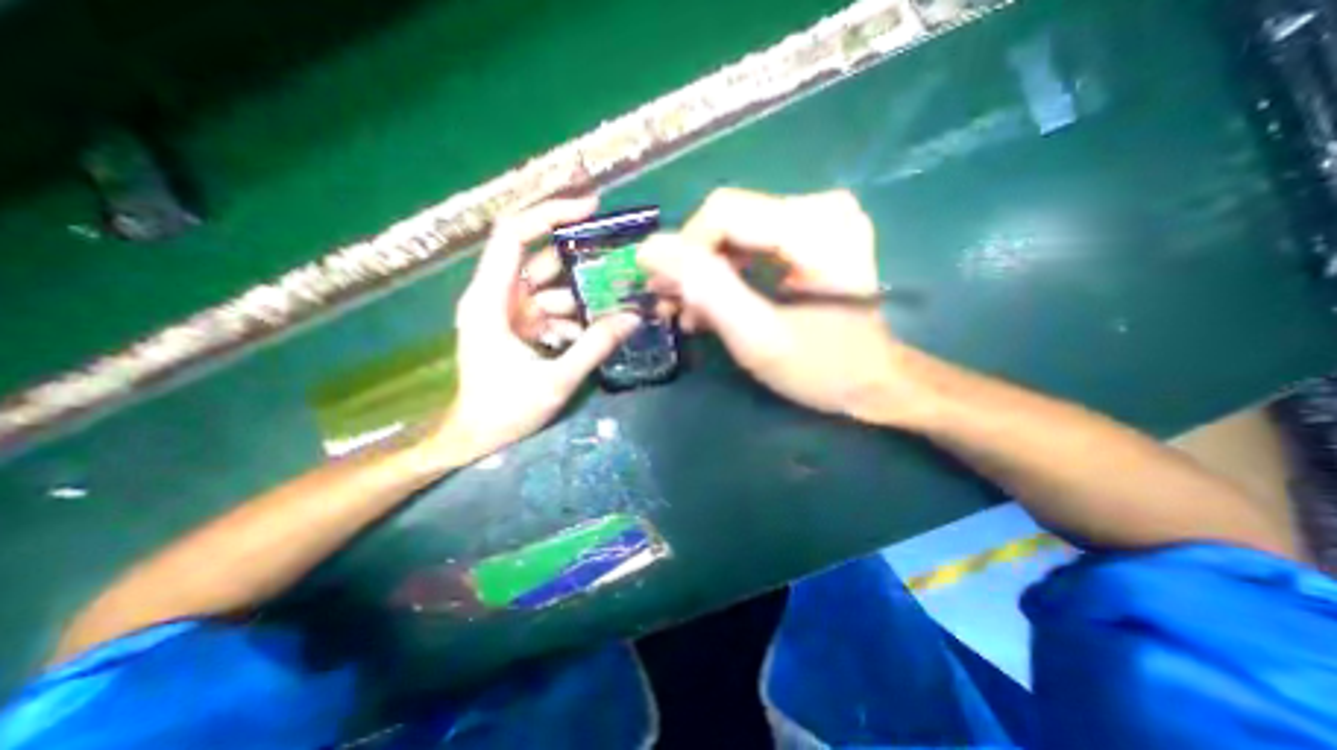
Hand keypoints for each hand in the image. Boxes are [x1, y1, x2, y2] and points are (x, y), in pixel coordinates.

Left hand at [427, 198, 636, 460]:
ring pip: (551, 285)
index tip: (591, 206)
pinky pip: (552, 308)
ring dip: (583, 293)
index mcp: (491, 300)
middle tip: (617, 248)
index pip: (515, 235)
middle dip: (577, 249)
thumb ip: (594, 347)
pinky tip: (592, 334)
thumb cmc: (505, 410)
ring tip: (616, 302)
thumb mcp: (556, 380)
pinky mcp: (519, 325)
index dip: (551, 214)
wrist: (475, 436)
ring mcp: (508, 310)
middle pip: (536, 254)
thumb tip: (632, 319)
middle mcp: (496, 295)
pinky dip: (575, 315)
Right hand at [634, 187, 909, 420]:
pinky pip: (751, 243)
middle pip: (727, 220)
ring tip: (688, 312)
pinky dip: (726, 273)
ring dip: (705, 272)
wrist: (872, 382)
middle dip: (692, 265)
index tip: (666, 293)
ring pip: (734, 232)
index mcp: (815, 228)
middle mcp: (820, 208)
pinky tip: (713, 303)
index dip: (684, 250)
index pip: (723, 212)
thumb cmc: (821, 368)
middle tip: (671, 306)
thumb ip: (707, 289)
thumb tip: (650, 248)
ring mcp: (818, 219)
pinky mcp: (812, 236)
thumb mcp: (758, 337)